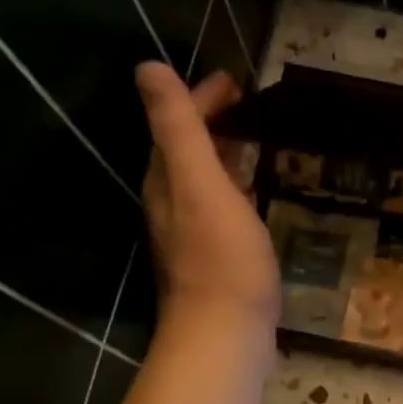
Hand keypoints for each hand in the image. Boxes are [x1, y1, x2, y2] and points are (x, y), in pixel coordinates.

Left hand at [136, 63, 279, 334]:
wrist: (225, 334)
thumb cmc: (221, 259)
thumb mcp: (200, 184)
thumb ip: (178, 128)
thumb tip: (147, 68)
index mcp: (166, 182)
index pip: (176, 126)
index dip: (199, 98)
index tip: (234, 81)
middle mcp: (172, 205)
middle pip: (186, 151)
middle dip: (210, 123)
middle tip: (246, 106)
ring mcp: (194, 236)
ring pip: (203, 181)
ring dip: (223, 156)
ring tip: (253, 144)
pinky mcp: (217, 260)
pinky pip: (223, 208)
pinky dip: (236, 189)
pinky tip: (255, 198)